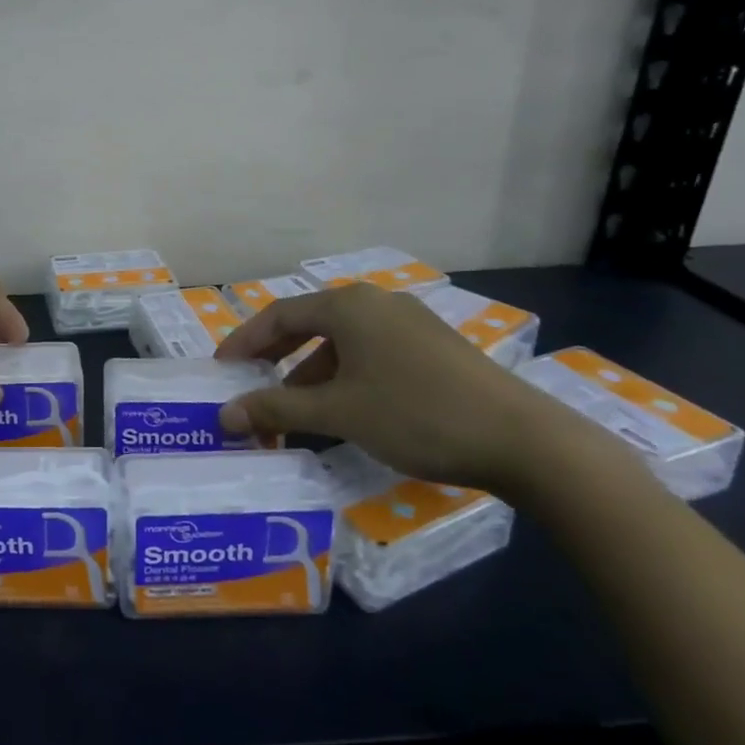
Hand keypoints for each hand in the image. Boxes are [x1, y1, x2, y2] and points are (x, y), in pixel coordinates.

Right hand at [214, 281, 596, 496]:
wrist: (524, 441)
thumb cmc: (416, 415)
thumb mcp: (337, 412)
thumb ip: (275, 408)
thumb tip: (224, 415)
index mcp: (348, 305)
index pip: (278, 315)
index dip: (243, 342)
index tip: (221, 370)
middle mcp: (376, 303)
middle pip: (308, 324)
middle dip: (274, 358)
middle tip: (248, 386)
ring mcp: (408, 323)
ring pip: (341, 344)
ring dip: (309, 375)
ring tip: (293, 413)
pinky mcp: (432, 348)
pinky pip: (369, 354)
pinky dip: (343, 378)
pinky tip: (342, 412)